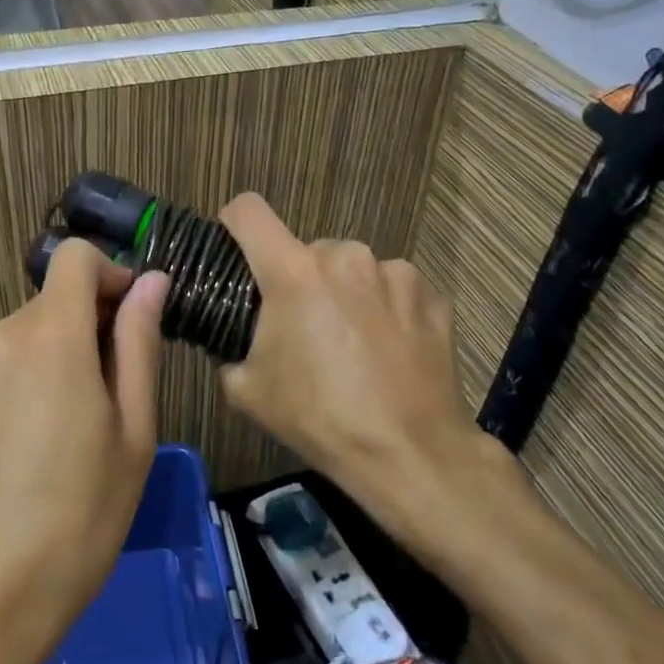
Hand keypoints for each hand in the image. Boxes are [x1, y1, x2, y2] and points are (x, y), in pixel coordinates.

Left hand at [0, 242, 169, 663]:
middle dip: (98, 320)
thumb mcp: (133, 429)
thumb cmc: (80, 514)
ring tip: (95, 422)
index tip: (138, 320)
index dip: (113, 274)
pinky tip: (55, 439)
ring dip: (72, 350)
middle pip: (58, 296)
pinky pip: (13, 361)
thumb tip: (151, 282)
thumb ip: (139, 344)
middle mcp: (3, 336)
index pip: (75, 257)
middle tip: (129, 388)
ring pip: (37, 330)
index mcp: (49, 334)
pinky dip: (43, 374)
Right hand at [217, 194, 504, 533]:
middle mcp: (344, 256)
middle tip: (305, 330)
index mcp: (293, 272)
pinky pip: (394, 288)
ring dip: (346, 293)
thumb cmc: (318, 418)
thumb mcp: (247, 391)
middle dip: (300, 281)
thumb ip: (232, 350)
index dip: (234, 223)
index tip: (237, 250)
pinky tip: (391, 350)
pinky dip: (386, 308)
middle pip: (307, 252)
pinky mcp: (431, 293)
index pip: (248, 212)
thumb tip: (241, 343)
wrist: (409, 451)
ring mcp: (394, 271)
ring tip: (355, 345)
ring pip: (353, 269)